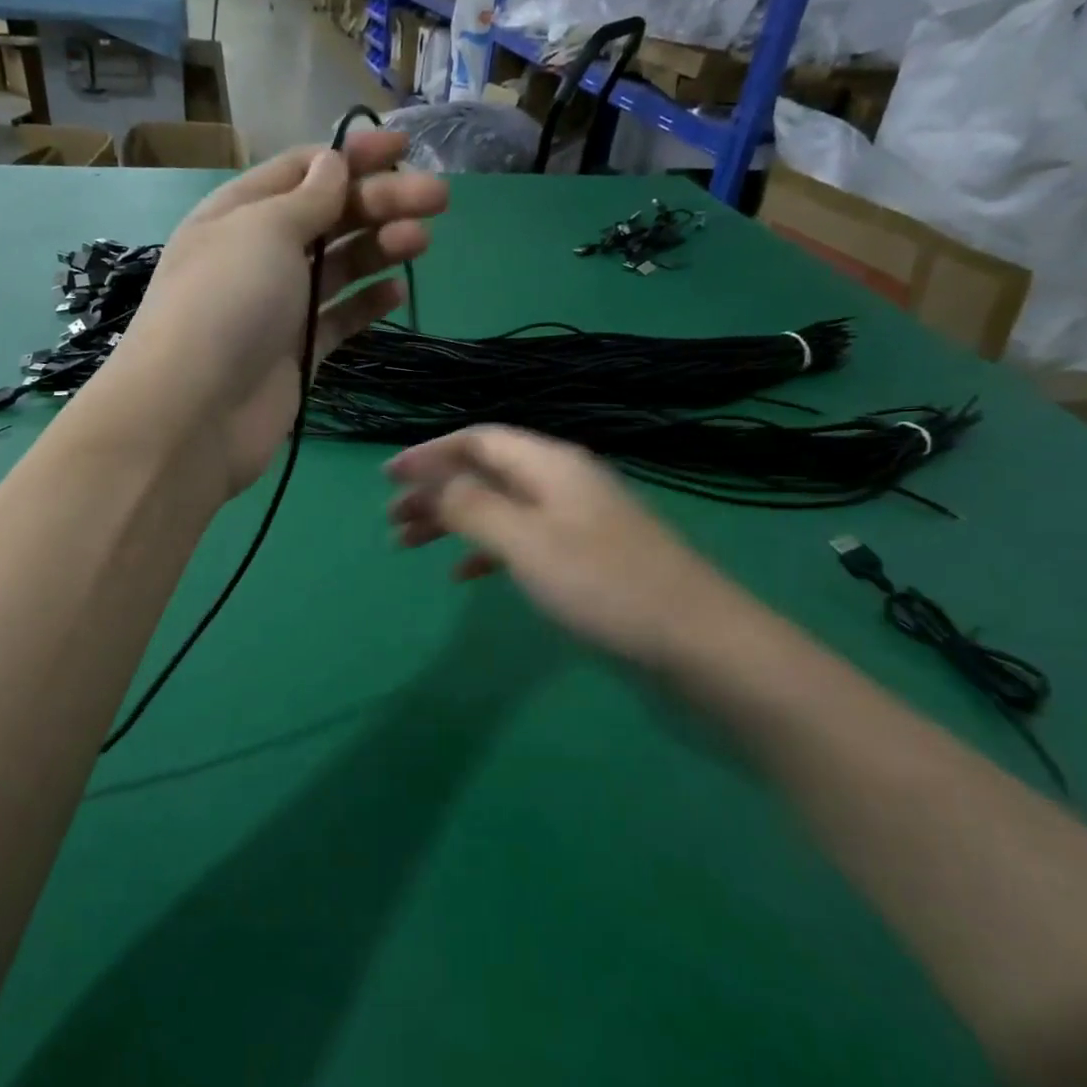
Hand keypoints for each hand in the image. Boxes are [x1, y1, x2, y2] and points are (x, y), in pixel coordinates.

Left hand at [98, 130, 447, 499]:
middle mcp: (258, 256)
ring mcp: (279, 307)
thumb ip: (307, 198)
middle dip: (381, 201)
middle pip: (328, 217)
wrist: (197, 412)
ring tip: (420, 241)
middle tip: (439, 199)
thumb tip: (333, 163)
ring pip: (338, 267)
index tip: (404, 150)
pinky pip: (339, 319)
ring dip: (380, 247)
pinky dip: (366, 304)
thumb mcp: (263, 231)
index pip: (301, 171)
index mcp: (238, 214)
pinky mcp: (299, 352)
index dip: (352, 156)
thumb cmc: (226, 302)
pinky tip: (396, 291)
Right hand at [387, 425, 738, 667]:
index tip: (386, 478)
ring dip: (452, 521)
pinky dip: (485, 550)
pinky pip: (520, 540)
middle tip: (392, 522)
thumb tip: (431, 480)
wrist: (700, 646)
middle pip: (485, 472)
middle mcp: (562, 483)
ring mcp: (576, 522)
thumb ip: (472, 506)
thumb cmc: (605, 587)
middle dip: (434, 491)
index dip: (428, 454)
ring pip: (498, 507)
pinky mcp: (584, 559)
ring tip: (410, 547)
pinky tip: (462, 575)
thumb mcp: (527, 542)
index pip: (477, 440)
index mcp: (550, 465)